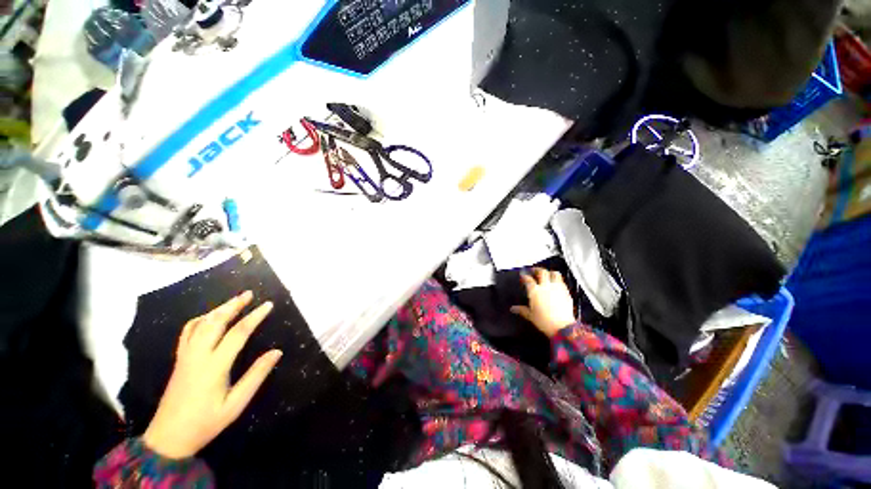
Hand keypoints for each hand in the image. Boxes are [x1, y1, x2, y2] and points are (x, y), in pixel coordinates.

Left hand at [142, 291, 281, 459]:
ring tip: (234, 301)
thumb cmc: (205, 423)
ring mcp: (185, 356)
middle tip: (249, 294)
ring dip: (218, 309)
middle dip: (233, 305)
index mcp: (213, 367)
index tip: (268, 305)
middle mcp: (197, 356)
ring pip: (200, 324)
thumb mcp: (235, 405)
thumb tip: (277, 352)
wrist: (168, 438)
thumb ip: (256, 376)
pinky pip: (188, 332)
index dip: (254, 317)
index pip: (237, 334)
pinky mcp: (179, 359)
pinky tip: (210, 318)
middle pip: (215, 322)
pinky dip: (201, 319)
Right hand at [511, 268, 576, 337]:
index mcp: (535, 291)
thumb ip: (522, 310)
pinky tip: (556, 284)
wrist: (562, 327)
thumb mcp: (530, 316)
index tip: (523, 276)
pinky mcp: (566, 292)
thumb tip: (513, 309)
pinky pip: (562, 281)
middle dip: (537, 270)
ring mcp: (557, 288)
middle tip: (534, 271)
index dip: (524, 276)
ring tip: (547, 275)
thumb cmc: (544, 321)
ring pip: (554, 274)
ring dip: (550, 272)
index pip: (528, 279)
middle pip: (542, 272)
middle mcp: (546, 286)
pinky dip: (557, 280)